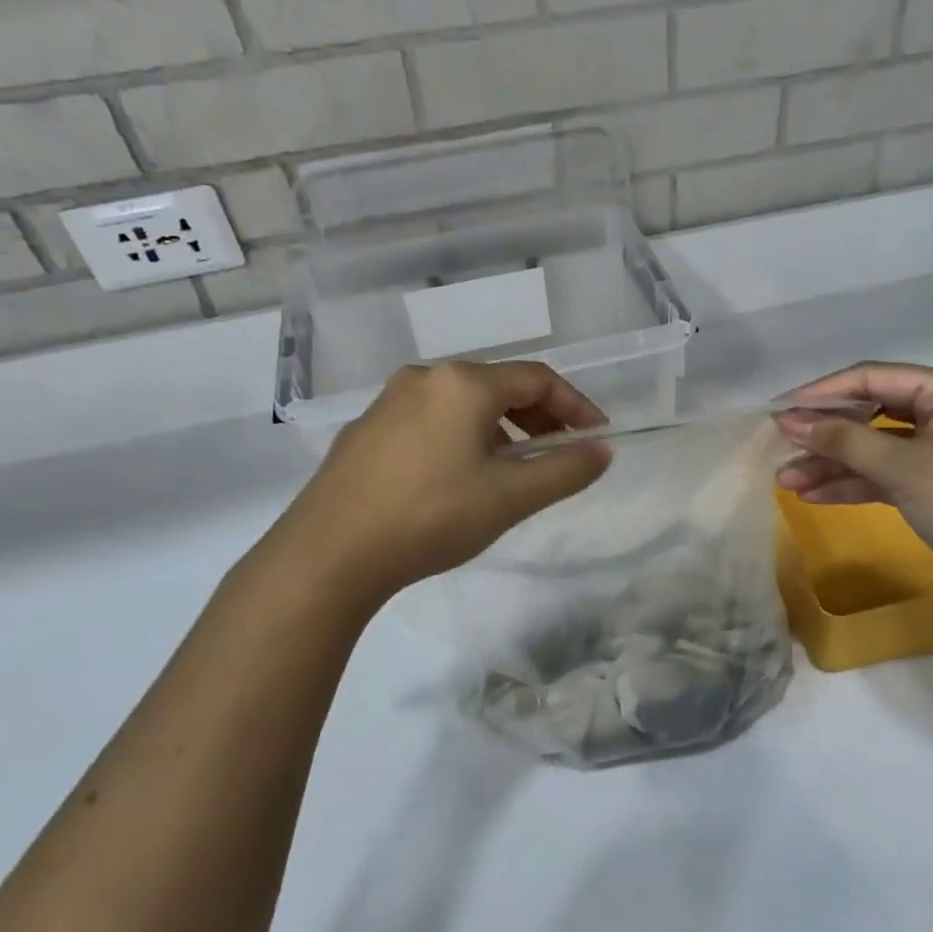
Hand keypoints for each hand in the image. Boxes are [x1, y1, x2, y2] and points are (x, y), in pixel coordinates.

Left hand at [258, 362, 611, 606]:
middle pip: (499, 385)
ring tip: (512, 468)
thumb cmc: (432, 516)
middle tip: (558, 452)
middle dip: (538, 417)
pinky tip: (458, 476)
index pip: (538, 379)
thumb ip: (564, 470)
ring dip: (500, 428)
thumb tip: (602, 451)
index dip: (576, 405)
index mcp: (464, 383)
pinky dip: (461, 437)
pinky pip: (430, 420)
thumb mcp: (511, 497)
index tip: (598, 437)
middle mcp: (425, 378)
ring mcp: (389, 401)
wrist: (330, 553)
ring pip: (462, 403)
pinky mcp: (366, 430)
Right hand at [776, 362, 932, 614]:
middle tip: (779, 447)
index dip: (822, 392)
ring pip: (875, 448)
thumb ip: (844, 441)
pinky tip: (815, 496)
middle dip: (825, 434)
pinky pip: (888, 474)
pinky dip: (855, 484)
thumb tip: (791, 419)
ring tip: (785, 480)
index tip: (779, 409)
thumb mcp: (903, 468)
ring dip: (833, 464)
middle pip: (871, 413)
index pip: (873, 378)